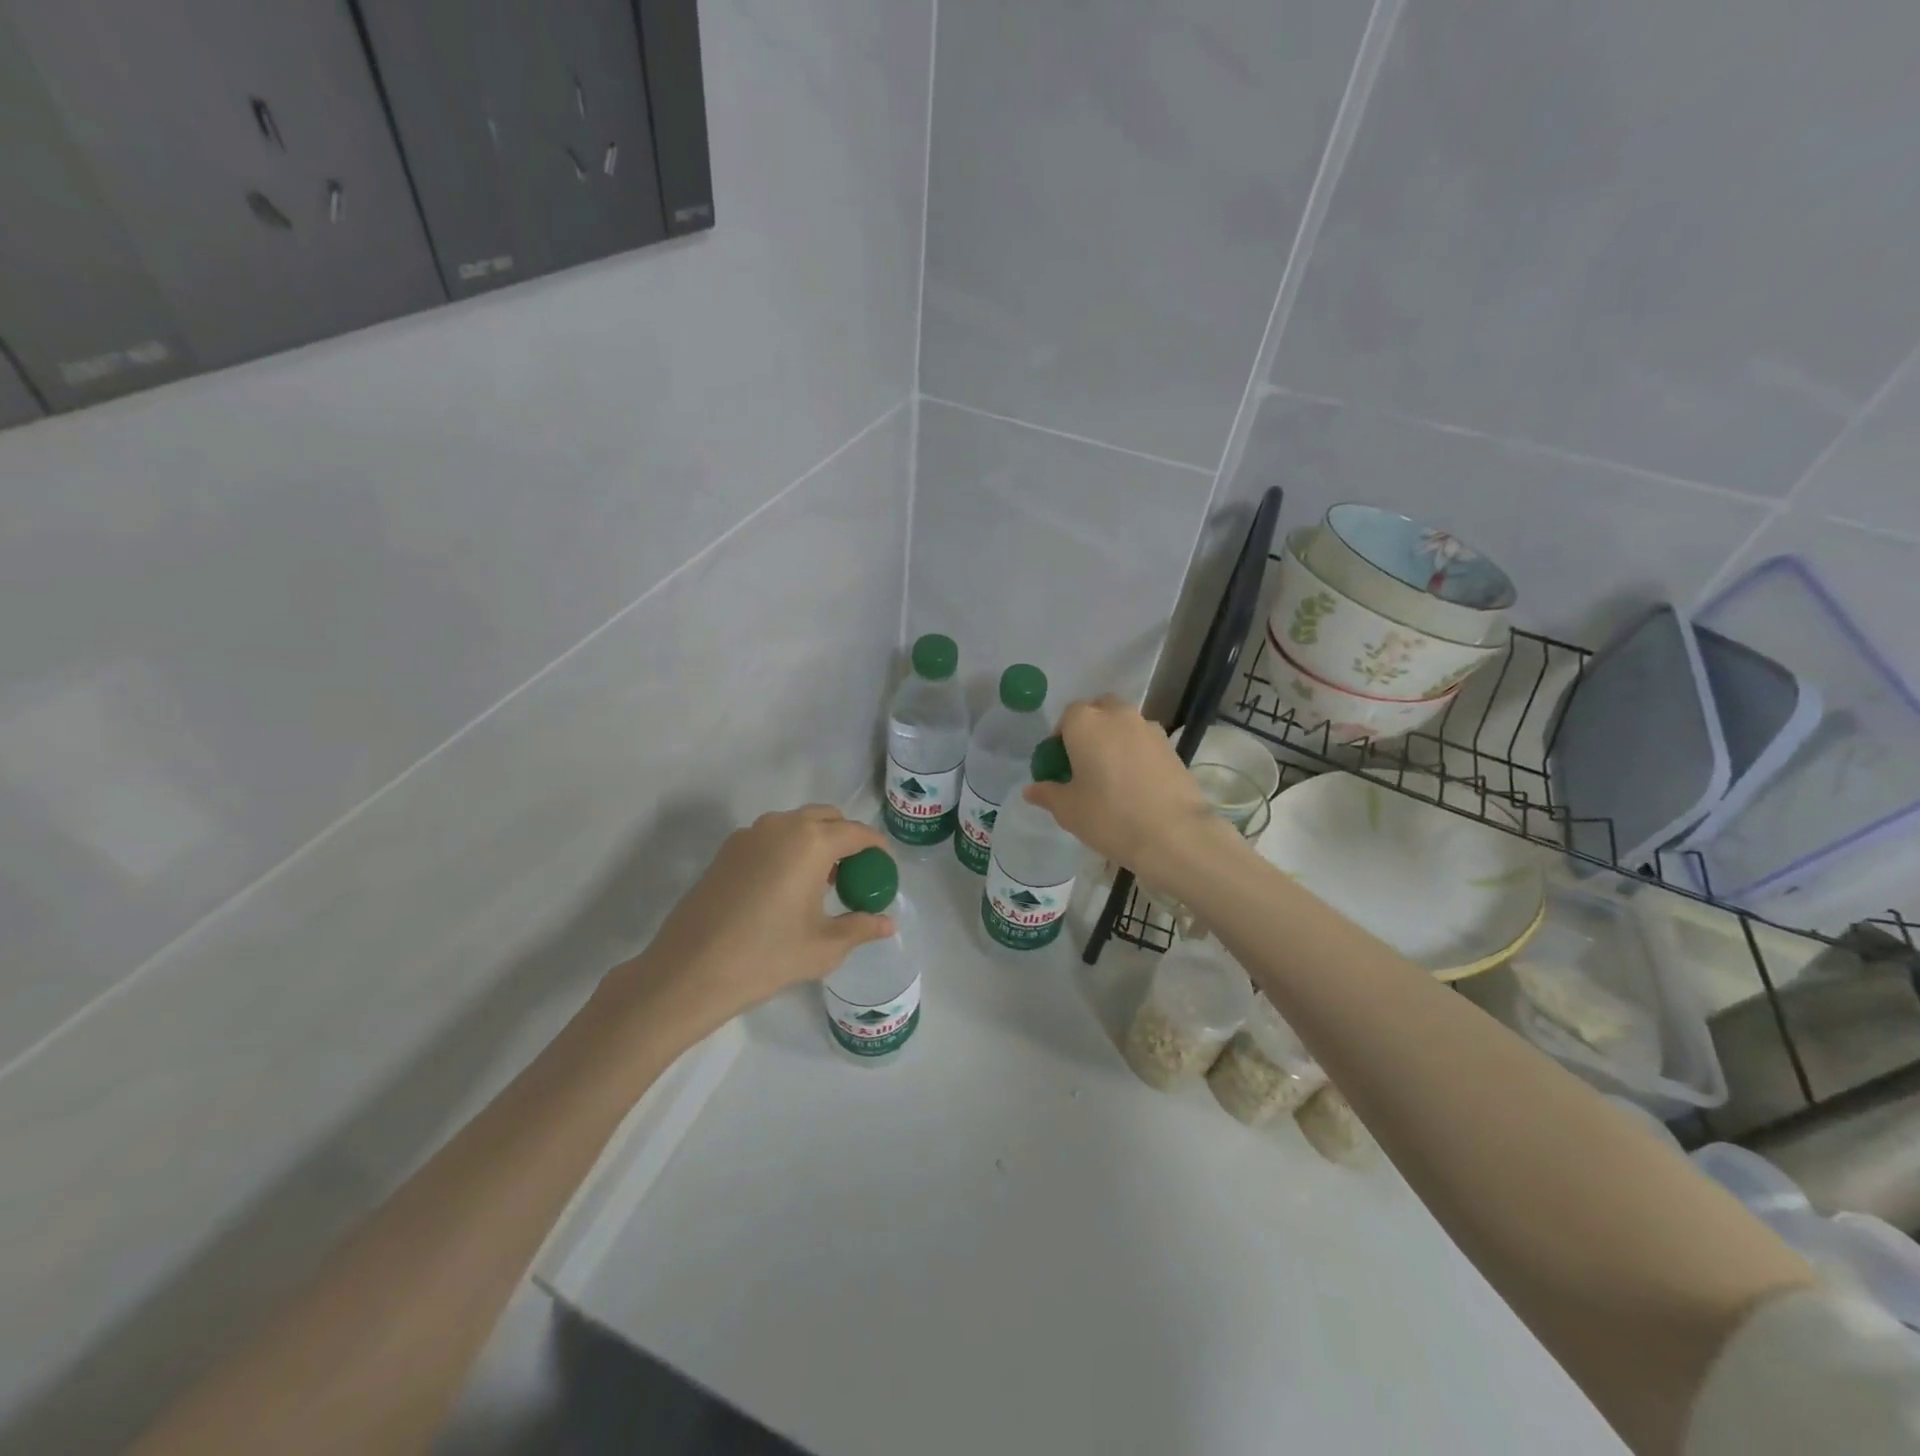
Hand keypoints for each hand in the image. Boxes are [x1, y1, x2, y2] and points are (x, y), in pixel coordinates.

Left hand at [609, 806, 895, 1038]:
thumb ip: (860, 928)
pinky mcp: (727, 850)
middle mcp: (782, 826)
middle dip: (846, 838)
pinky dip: (788, 850)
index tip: (885, 867)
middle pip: (826, 818)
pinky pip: (771, 838)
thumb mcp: (823, 946)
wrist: (689, 971)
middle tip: (854, 874)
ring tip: (821, 883)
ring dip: (816, 842)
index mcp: (812, 842)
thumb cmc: (766, 957)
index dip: (877, 848)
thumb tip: (887, 924)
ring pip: (796, 825)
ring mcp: (750, 835)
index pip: (857, 833)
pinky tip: (786, 888)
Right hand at [1023, 696, 1228, 879]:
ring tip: (1112, 775)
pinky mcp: (1171, 746)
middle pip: (1099, 710)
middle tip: (1085, 763)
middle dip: (1090, 729)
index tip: (1060, 764)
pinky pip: (1144, 742)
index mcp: (1086, 723)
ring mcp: (1149, 729)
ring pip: (1124, 724)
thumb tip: (1032, 789)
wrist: (1173, 834)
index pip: (1067, 716)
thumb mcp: (1068, 810)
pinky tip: (1136, 785)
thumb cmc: (1109, 816)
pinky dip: (1136, 754)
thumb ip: (1047, 793)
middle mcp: (1118, 716)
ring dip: (1115, 739)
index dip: (1061, 738)